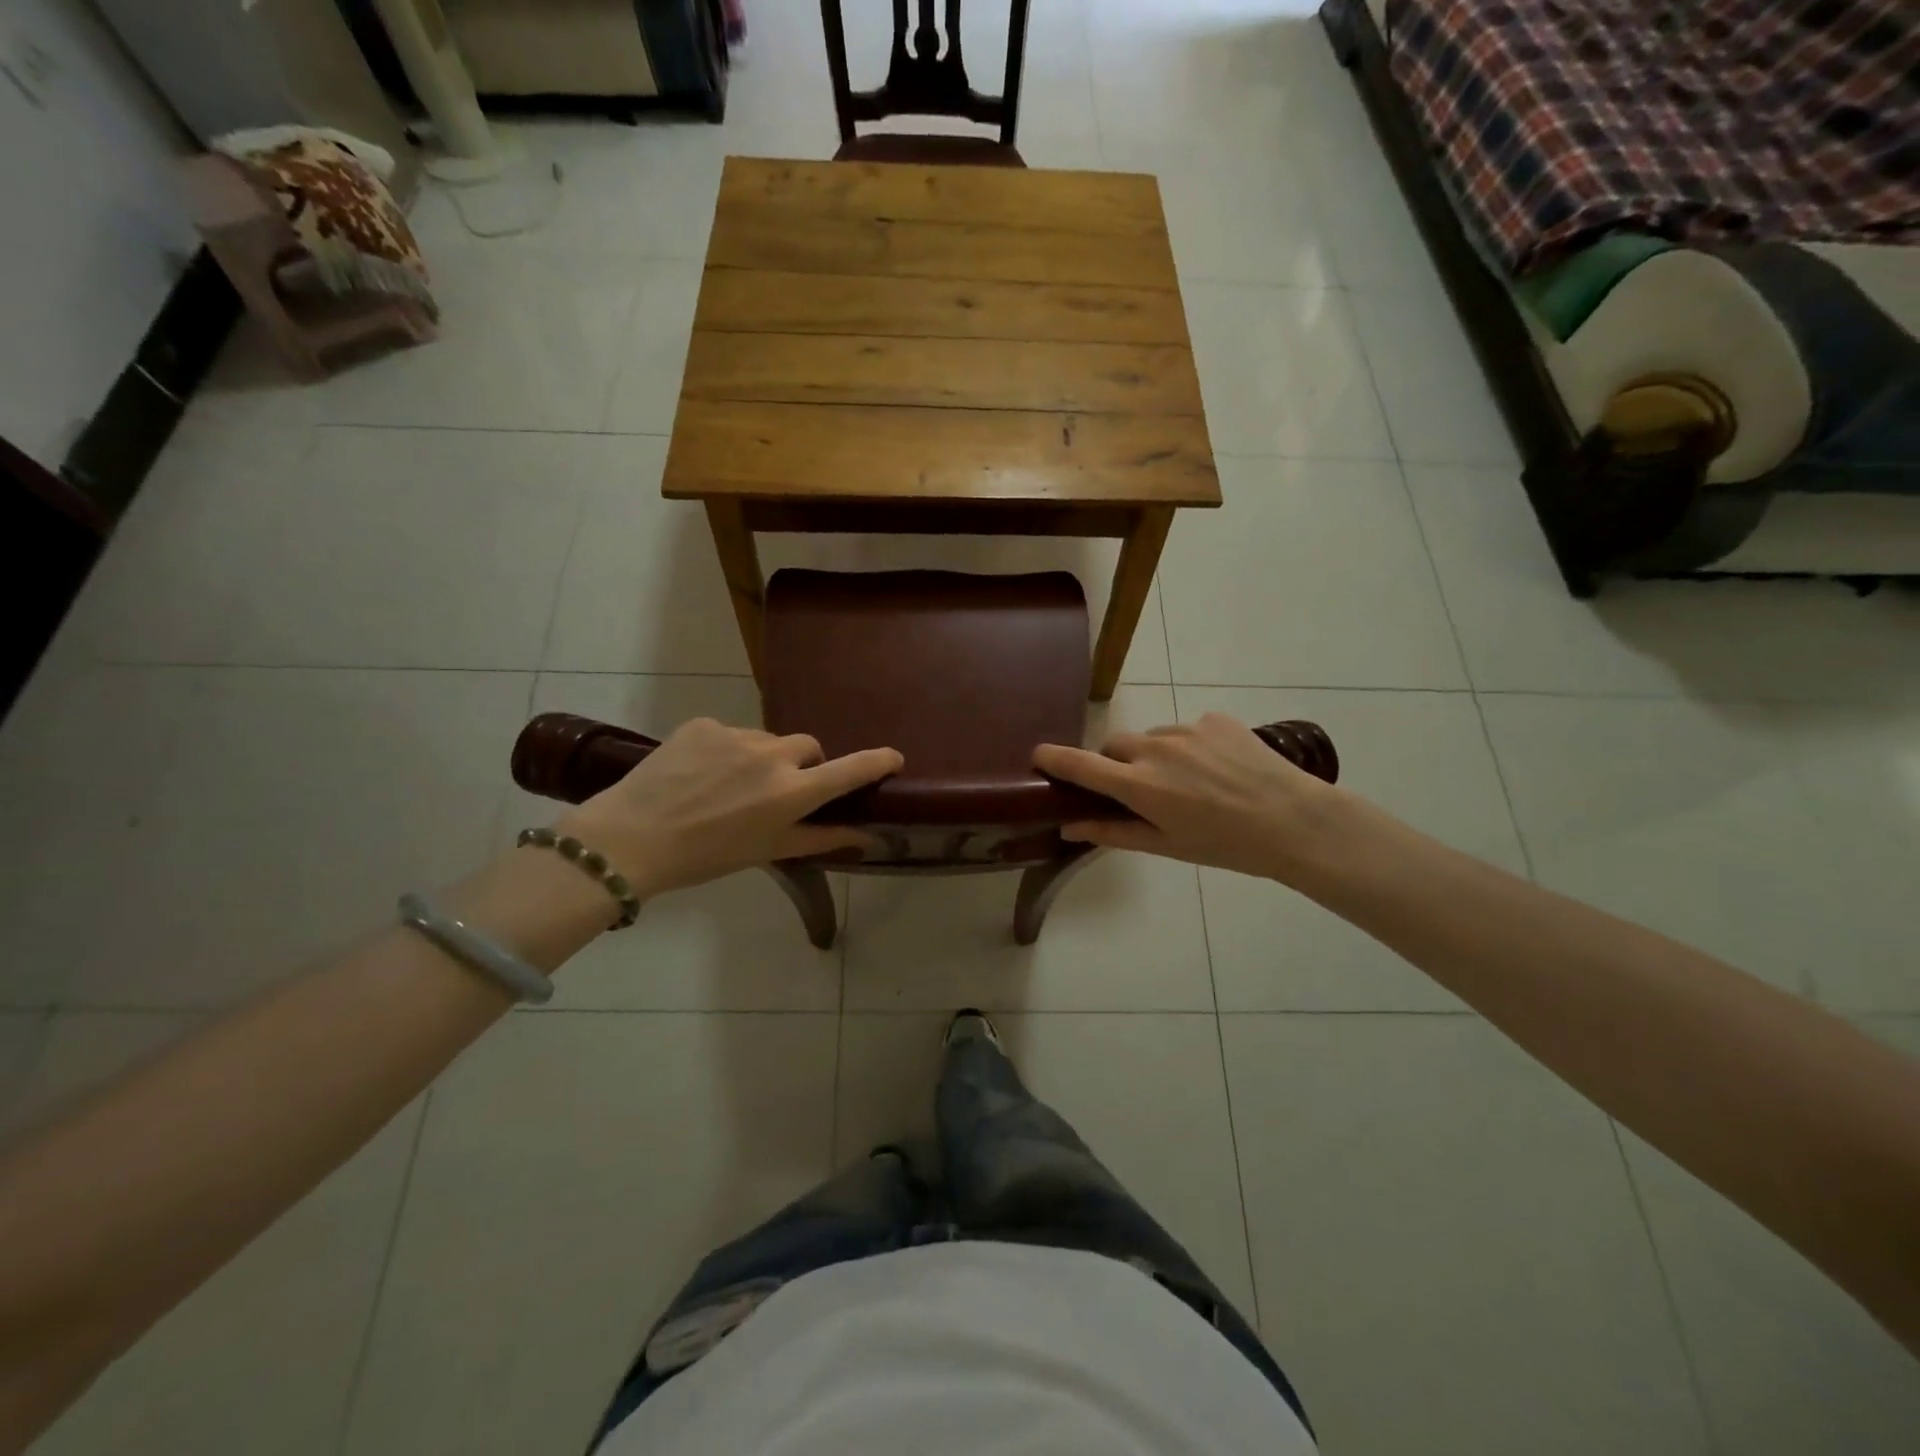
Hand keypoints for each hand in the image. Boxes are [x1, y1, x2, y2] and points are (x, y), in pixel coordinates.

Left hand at [554, 719, 901, 895]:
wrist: (629, 838)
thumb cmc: (706, 856)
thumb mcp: (768, 851)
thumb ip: (821, 838)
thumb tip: (865, 837)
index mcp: (791, 792)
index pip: (849, 770)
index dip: (877, 761)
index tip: (894, 758)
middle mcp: (771, 756)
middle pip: (808, 748)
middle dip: (804, 766)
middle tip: (780, 792)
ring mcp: (736, 735)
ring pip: (768, 740)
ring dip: (763, 758)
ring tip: (730, 786)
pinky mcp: (704, 724)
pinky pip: (731, 734)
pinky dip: (727, 751)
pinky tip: (702, 774)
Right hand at [1032, 713, 1344, 883]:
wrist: (1295, 820)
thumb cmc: (1226, 845)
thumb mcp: (1166, 846)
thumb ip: (1112, 832)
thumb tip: (1068, 827)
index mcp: (1139, 785)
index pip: (1081, 764)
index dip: (1053, 758)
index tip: (1037, 755)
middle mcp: (1155, 748)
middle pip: (1115, 746)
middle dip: (1116, 764)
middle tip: (1139, 790)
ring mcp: (1186, 729)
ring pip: (1152, 738)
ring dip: (1156, 756)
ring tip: (1191, 783)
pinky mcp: (1214, 719)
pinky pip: (1187, 730)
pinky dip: (1190, 747)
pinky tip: (1218, 769)